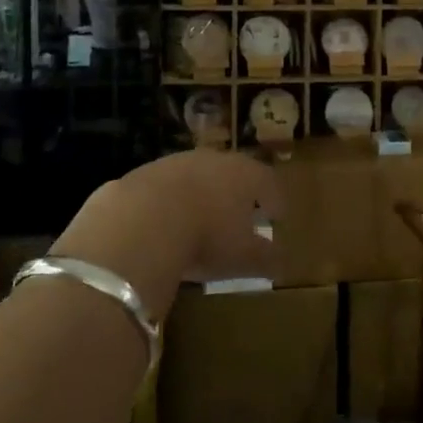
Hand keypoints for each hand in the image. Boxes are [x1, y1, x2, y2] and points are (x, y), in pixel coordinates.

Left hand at [50, 150, 281, 321]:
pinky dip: (168, 203)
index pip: (268, 181)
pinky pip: (163, 188)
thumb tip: (281, 262)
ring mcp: (175, 162)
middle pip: (232, 173)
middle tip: (239, 215)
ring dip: (200, 195)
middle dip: (237, 193)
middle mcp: (213, 160)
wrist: (141, 221)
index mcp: (245, 174)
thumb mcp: (244, 257)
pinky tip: (163, 226)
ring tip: (198, 221)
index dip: (274, 199)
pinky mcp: (142, 173)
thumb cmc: (206, 237)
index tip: (276, 216)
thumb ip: (267, 258)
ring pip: (196, 177)